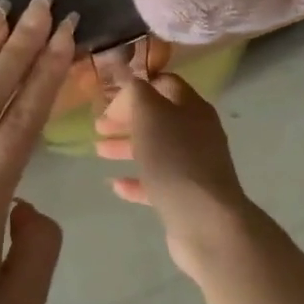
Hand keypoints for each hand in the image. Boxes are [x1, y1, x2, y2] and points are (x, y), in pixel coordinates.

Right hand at [96, 74, 251, 281]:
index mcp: (192, 107)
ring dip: (127, 147)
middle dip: (127, 119)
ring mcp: (194, 166)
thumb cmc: (174, 159)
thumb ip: (136, 93)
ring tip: (98, 152)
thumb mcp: (150, 114)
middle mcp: (197, 133)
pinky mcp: (186, 196)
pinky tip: (115, 185)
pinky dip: (136, 181)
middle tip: (97, 126)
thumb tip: (129, 82)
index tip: (109, 96)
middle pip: (158, 118)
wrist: (205, 221)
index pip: (165, 84)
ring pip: (156, 149)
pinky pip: (157, 183)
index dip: (137, 86)